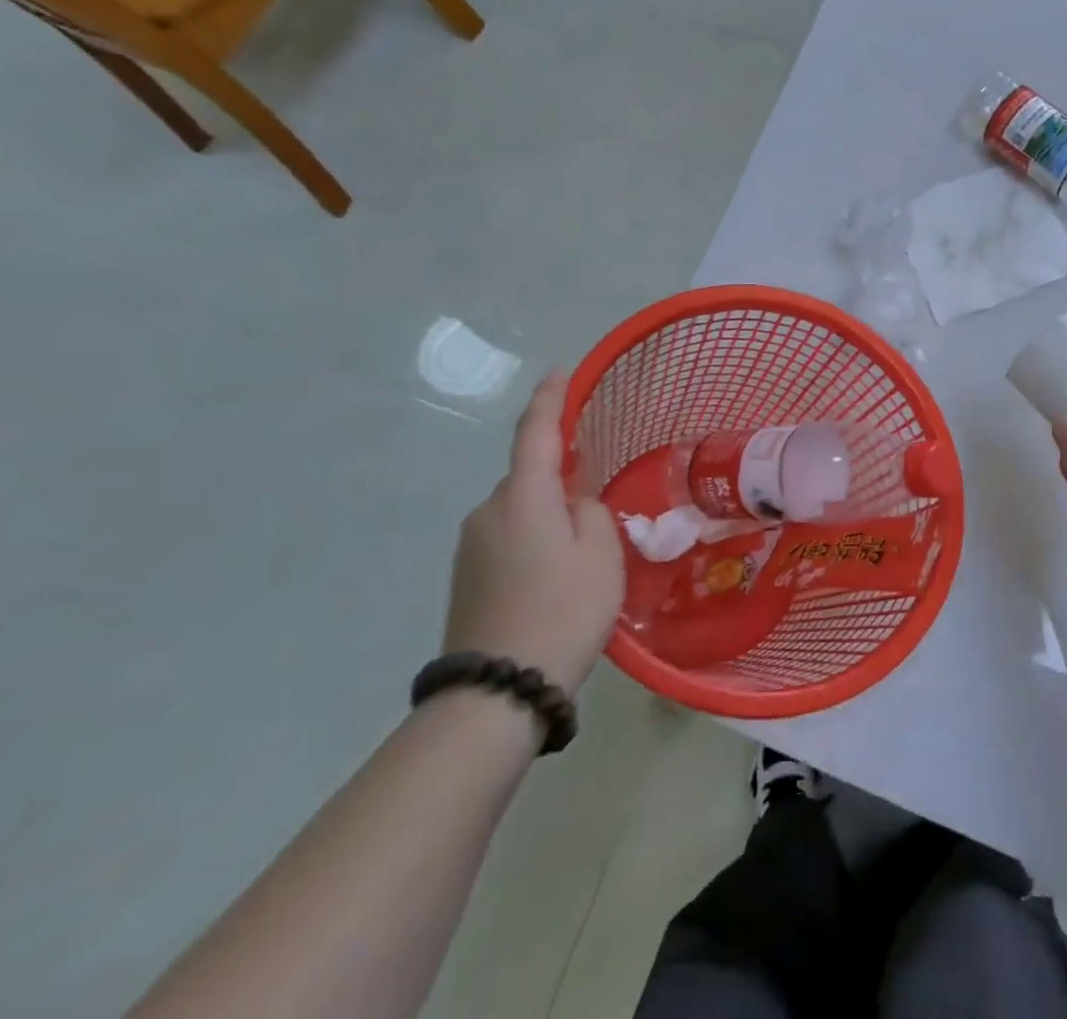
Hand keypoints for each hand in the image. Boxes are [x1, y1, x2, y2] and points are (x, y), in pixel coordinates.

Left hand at [445, 369, 623, 698]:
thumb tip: (571, 504)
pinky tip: (555, 574)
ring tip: (582, 550)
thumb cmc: (562, 611)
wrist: (497, 692)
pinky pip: (508, 537)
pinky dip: (533, 539)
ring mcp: (471, 546)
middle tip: (597, 494)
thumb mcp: (600, 554)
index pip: (535, 433)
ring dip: (548, 513)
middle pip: (529, 476)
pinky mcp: (465, 577)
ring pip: (519, 510)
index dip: (549, 399)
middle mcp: (488, 511)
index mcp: (523, 497)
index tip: (559, 372)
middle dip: (560, 475)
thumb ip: (591, 511)